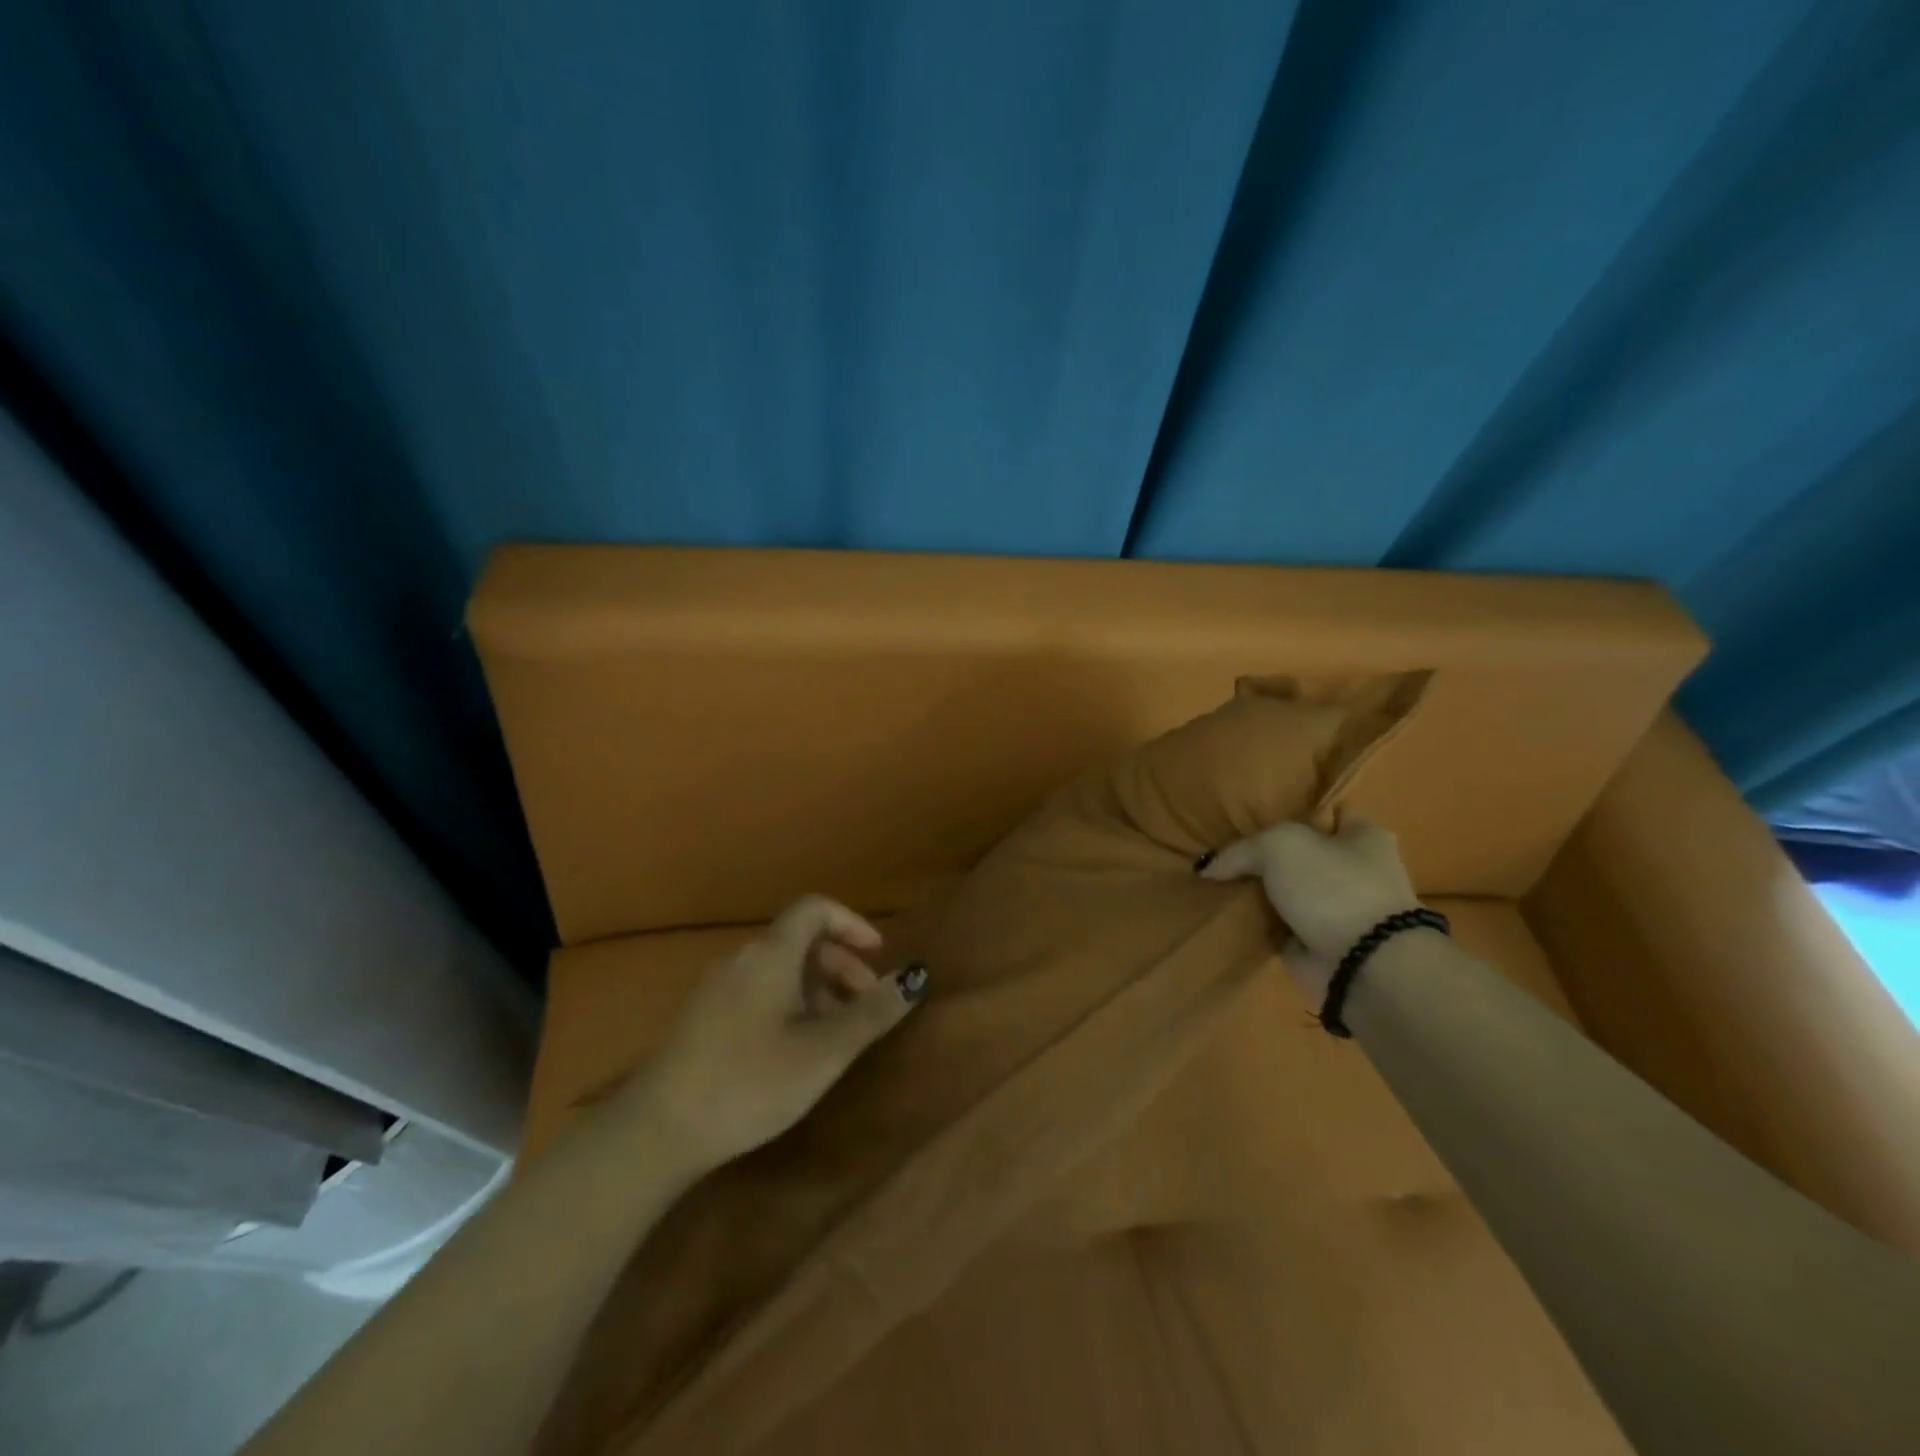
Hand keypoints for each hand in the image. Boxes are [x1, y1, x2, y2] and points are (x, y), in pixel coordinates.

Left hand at [624, 896, 926, 1173]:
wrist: (658, 1131)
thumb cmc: (751, 1081)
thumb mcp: (824, 1051)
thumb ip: (872, 1012)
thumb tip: (916, 975)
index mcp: (771, 954)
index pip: (814, 908)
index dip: (852, 923)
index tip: (878, 956)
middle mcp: (742, 959)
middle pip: (801, 941)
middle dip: (842, 965)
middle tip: (866, 1006)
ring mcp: (718, 987)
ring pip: (781, 969)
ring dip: (818, 989)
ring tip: (835, 1035)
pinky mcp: (704, 1016)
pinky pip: (759, 990)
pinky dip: (790, 1003)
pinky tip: (794, 1049)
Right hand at [1198, 819, 1420, 1001]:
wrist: (1363, 965)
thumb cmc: (1332, 887)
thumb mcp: (1278, 845)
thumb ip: (1241, 850)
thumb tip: (1208, 867)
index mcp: (1363, 836)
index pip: (1325, 815)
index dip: (1290, 814)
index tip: (1251, 820)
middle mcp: (1357, 871)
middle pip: (1301, 856)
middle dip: (1268, 859)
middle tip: (1225, 856)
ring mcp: (1340, 910)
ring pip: (1289, 892)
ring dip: (1261, 894)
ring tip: (1216, 885)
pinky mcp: (1322, 944)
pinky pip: (1281, 927)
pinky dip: (1259, 926)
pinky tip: (1226, 916)